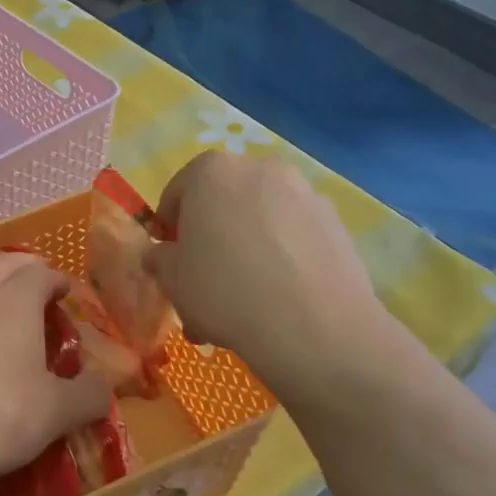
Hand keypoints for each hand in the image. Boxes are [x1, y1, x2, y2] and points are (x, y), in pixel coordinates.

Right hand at [143, 152, 391, 388]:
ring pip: (261, 221)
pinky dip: (282, 259)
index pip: (177, 192)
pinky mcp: (335, 223)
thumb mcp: (172, 279)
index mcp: (212, 171)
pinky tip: (278, 299)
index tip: (170, 260)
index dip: (169, 228)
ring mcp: (305, 193)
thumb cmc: (224, 291)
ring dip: (247, 250)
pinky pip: (294, 237)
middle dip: (211, 239)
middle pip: (223, 203)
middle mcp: (260, 169)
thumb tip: (162, 255)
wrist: (312, 326)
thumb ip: (159, 258)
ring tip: (242, 301)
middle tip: (205, 283)